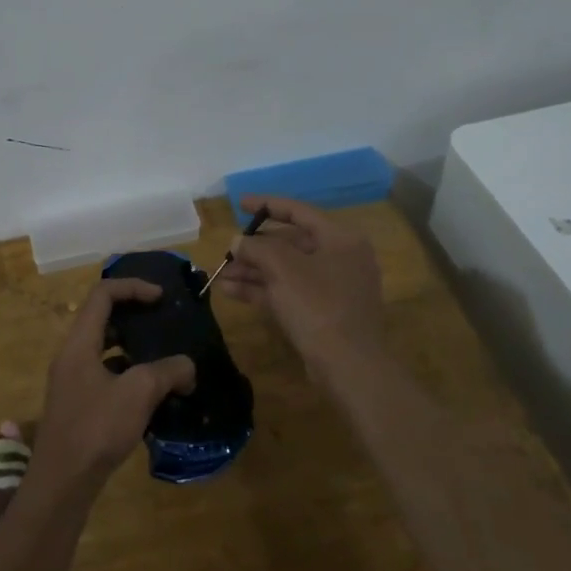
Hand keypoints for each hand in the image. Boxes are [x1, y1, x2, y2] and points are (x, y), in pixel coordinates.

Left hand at [31, 278, 195, 500]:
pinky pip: (105, 373)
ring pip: (104, 348)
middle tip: (163, 322)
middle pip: (101, 318)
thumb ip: (168, 371)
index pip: (103, 295)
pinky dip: (128, 373)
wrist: (62, 483)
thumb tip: (188, 366)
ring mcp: (72, 380)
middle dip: (134, 315)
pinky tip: (152, 392)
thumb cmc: (96, 428)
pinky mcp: (78, 404)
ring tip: (163, 356)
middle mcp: (71, 355)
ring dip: (133, 346)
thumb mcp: (139, 393)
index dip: (133, 287)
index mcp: (79, 342)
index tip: (161, 297)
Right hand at [216, 195, 384, 379]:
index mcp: (340, 238)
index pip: (299, 211)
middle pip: (290, 242)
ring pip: (286, 270)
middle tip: (228, 251)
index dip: (267, 205)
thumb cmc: (318, 305)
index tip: (239, 204)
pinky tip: (231, 291)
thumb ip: (257, 248)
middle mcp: (340, 258)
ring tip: (221, 275)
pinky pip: (289, 291)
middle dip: (255, 248)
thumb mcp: (283, 268)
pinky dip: (262, 289)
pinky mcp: (323, 313)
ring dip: (253, 271)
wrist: (349, 365)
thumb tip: (238, 241)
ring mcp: (333, 287)